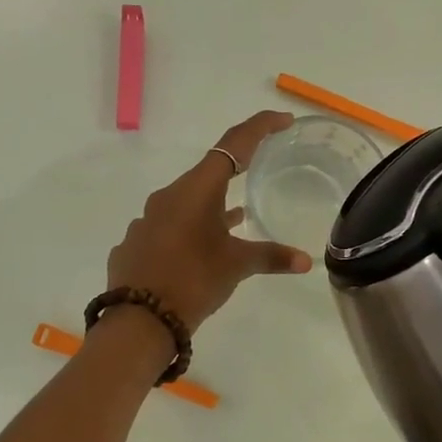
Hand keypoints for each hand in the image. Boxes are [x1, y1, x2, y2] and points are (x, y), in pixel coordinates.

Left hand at [106, 111, 311, 327]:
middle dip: (235, 173)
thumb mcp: (237, 266)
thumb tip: (305, 260)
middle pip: (207, 174)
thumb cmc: (193, 280)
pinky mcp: (136, 244)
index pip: (233, 145)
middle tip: (259, 173)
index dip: (260, 128)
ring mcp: (147, 220)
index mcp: (196, 190)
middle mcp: (168, 196)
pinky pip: (168, 228)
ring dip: (211, 207)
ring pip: (186, 203)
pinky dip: (189, 231)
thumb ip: (271, 257)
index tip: (283, 121)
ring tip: (235, 218)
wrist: (139, 320)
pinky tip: (199, 251)